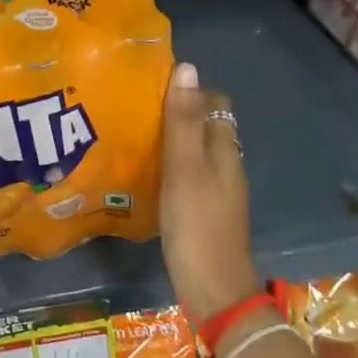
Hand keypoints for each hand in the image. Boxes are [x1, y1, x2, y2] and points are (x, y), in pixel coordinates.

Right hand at [159, 61, 261, 322]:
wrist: (213, 290)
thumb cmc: (198, 225)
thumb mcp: (185, 169)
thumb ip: (183, 122)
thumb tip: (186, 68)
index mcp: (224, 151)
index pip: (215, 104)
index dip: (189, 90)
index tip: (152, 84)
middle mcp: (225, 166)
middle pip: (204, 127)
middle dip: (176, 113)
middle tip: (134, 109)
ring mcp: (215, 192)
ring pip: (194, 153)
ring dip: (170, 141)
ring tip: (131, 135)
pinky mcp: (202, 213)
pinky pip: (186, 176)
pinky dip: (168, 167)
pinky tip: (142, 173)